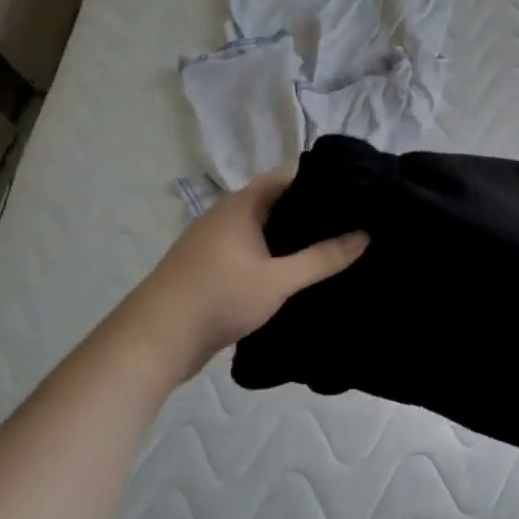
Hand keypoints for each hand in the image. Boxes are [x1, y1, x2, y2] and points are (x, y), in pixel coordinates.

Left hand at [119, 170, 367, 379]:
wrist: (153, 342)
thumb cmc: (218, 297)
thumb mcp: (279, 280)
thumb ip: (323, 258)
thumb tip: (365, 235)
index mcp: (241, 206)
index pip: (288, 176)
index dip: (322, 179)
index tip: (356, 191)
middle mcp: (226, 216)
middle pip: (277, 201)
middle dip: (312, 209)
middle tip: (353, 219)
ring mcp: (215, 242)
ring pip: (264, 227)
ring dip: (293, 234)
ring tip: (334, 243)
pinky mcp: (211, 268)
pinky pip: (253, 249)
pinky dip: (276, 253)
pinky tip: (299, 271)